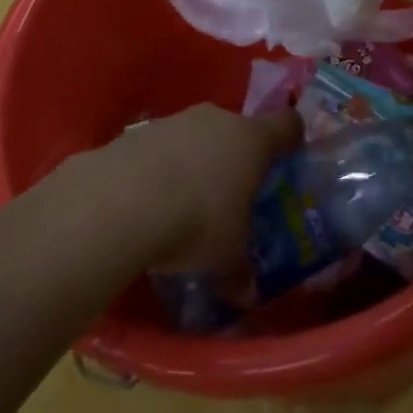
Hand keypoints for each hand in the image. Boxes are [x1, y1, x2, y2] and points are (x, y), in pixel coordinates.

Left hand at [100, 105, 300, 272]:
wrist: (120, 201)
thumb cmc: (197, 221)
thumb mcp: (227, 257)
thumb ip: (240, 270)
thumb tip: (244, 292)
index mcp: (252, 140)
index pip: (287, 125)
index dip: (291, 138)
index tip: (290, 156)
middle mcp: (217, 120)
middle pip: (237, 130)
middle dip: (236, 158)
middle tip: (231, 195)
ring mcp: (175, 120)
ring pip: (196, 137)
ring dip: (195, 162)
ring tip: (184, 204)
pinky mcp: (137, 132)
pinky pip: (160, 148)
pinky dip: (160, 169)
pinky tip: (148, 202)